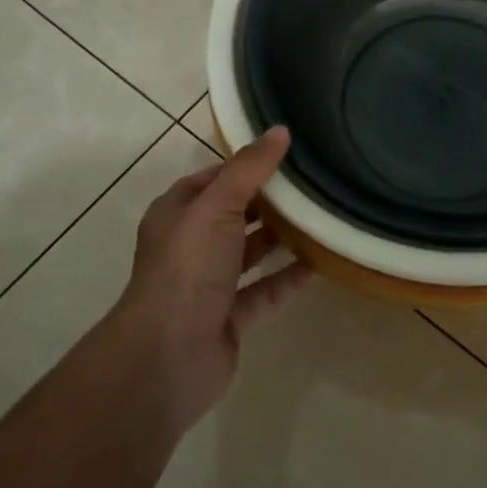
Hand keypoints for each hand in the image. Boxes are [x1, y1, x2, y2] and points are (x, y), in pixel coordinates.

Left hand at [111, 127, 312, 431]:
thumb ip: (250, 168)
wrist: (167, 357)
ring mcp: (208, 284)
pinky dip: (288, 277)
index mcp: (178, 212)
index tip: (286, 152)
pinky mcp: (228, 319)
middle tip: (311, 181)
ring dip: (279, 237)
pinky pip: (264, 290)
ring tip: (319, 215)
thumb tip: (281, 130)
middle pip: (234, 213)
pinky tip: (319, 262)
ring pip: (249, 252)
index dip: (245, 164)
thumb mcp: (218, 204)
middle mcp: (190, 245)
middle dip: (267, 200)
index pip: (214, 178)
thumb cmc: (188, 267)